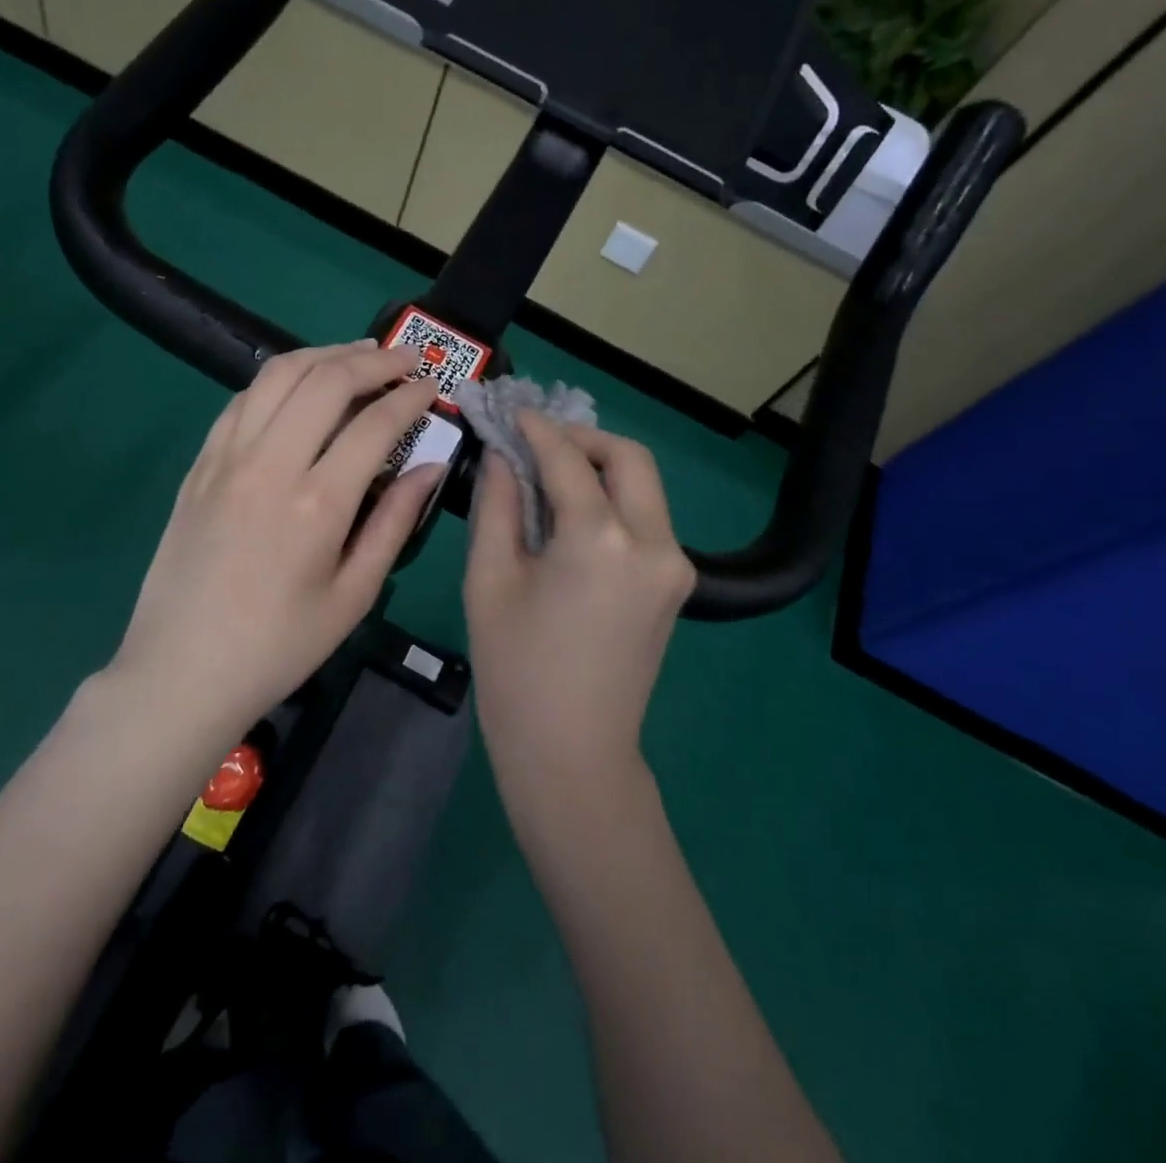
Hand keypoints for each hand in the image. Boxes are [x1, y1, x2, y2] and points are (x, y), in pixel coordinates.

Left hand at [105, 341, 442, 726]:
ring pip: (278, 375)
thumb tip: (430, 466)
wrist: (182, 672)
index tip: (431, 386)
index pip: (374, 423)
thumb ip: (395, 523)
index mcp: (317, 503)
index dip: (410, 397)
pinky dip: (278, 380)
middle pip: (326, 380)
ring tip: (357, 355)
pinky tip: (298, 387)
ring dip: (323, 354)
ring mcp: (226, 459)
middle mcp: (270, 465)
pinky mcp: (199, 466)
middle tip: (405, 358)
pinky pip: (242, 400)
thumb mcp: (353, 596)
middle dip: (374, 359)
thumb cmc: (278, 646)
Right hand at [463, 415, 694, 795]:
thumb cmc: (515, 670)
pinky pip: (647, 519)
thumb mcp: (489, 581)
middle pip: (629, 458)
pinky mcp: (675, 584)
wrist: (572, 754)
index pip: (568, 460)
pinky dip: (614, 500)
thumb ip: (497, 505)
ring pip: (644, 486)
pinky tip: (574, 511)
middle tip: (537, 442)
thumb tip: (502, 456)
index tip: (511, 411)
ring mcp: (674, 565)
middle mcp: (653, 541)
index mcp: (601, 539)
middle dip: (583, 439)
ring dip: (601, 467)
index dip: (536, 430)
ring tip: (550, 472)